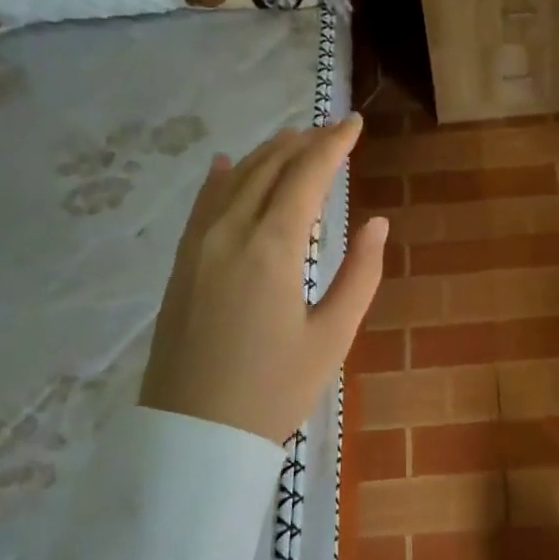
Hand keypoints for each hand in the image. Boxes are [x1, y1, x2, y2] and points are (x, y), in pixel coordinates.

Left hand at [140, 115, 387, 443]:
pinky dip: (220, 177)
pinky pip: (203, 204)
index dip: (334, 144)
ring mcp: (198, 246)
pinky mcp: (182, 265)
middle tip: (333, 131)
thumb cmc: (274, 390)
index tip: (355, 123)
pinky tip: (225, 163)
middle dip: (304, 143)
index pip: (306, 175)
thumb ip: (360, 274)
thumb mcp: (332, 337)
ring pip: (234, 179)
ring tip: (294, 140)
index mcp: (272, 248)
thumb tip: (376, 223)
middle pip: (269, 167)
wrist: (194, 436)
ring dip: (267, 154)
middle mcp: (230, 233)